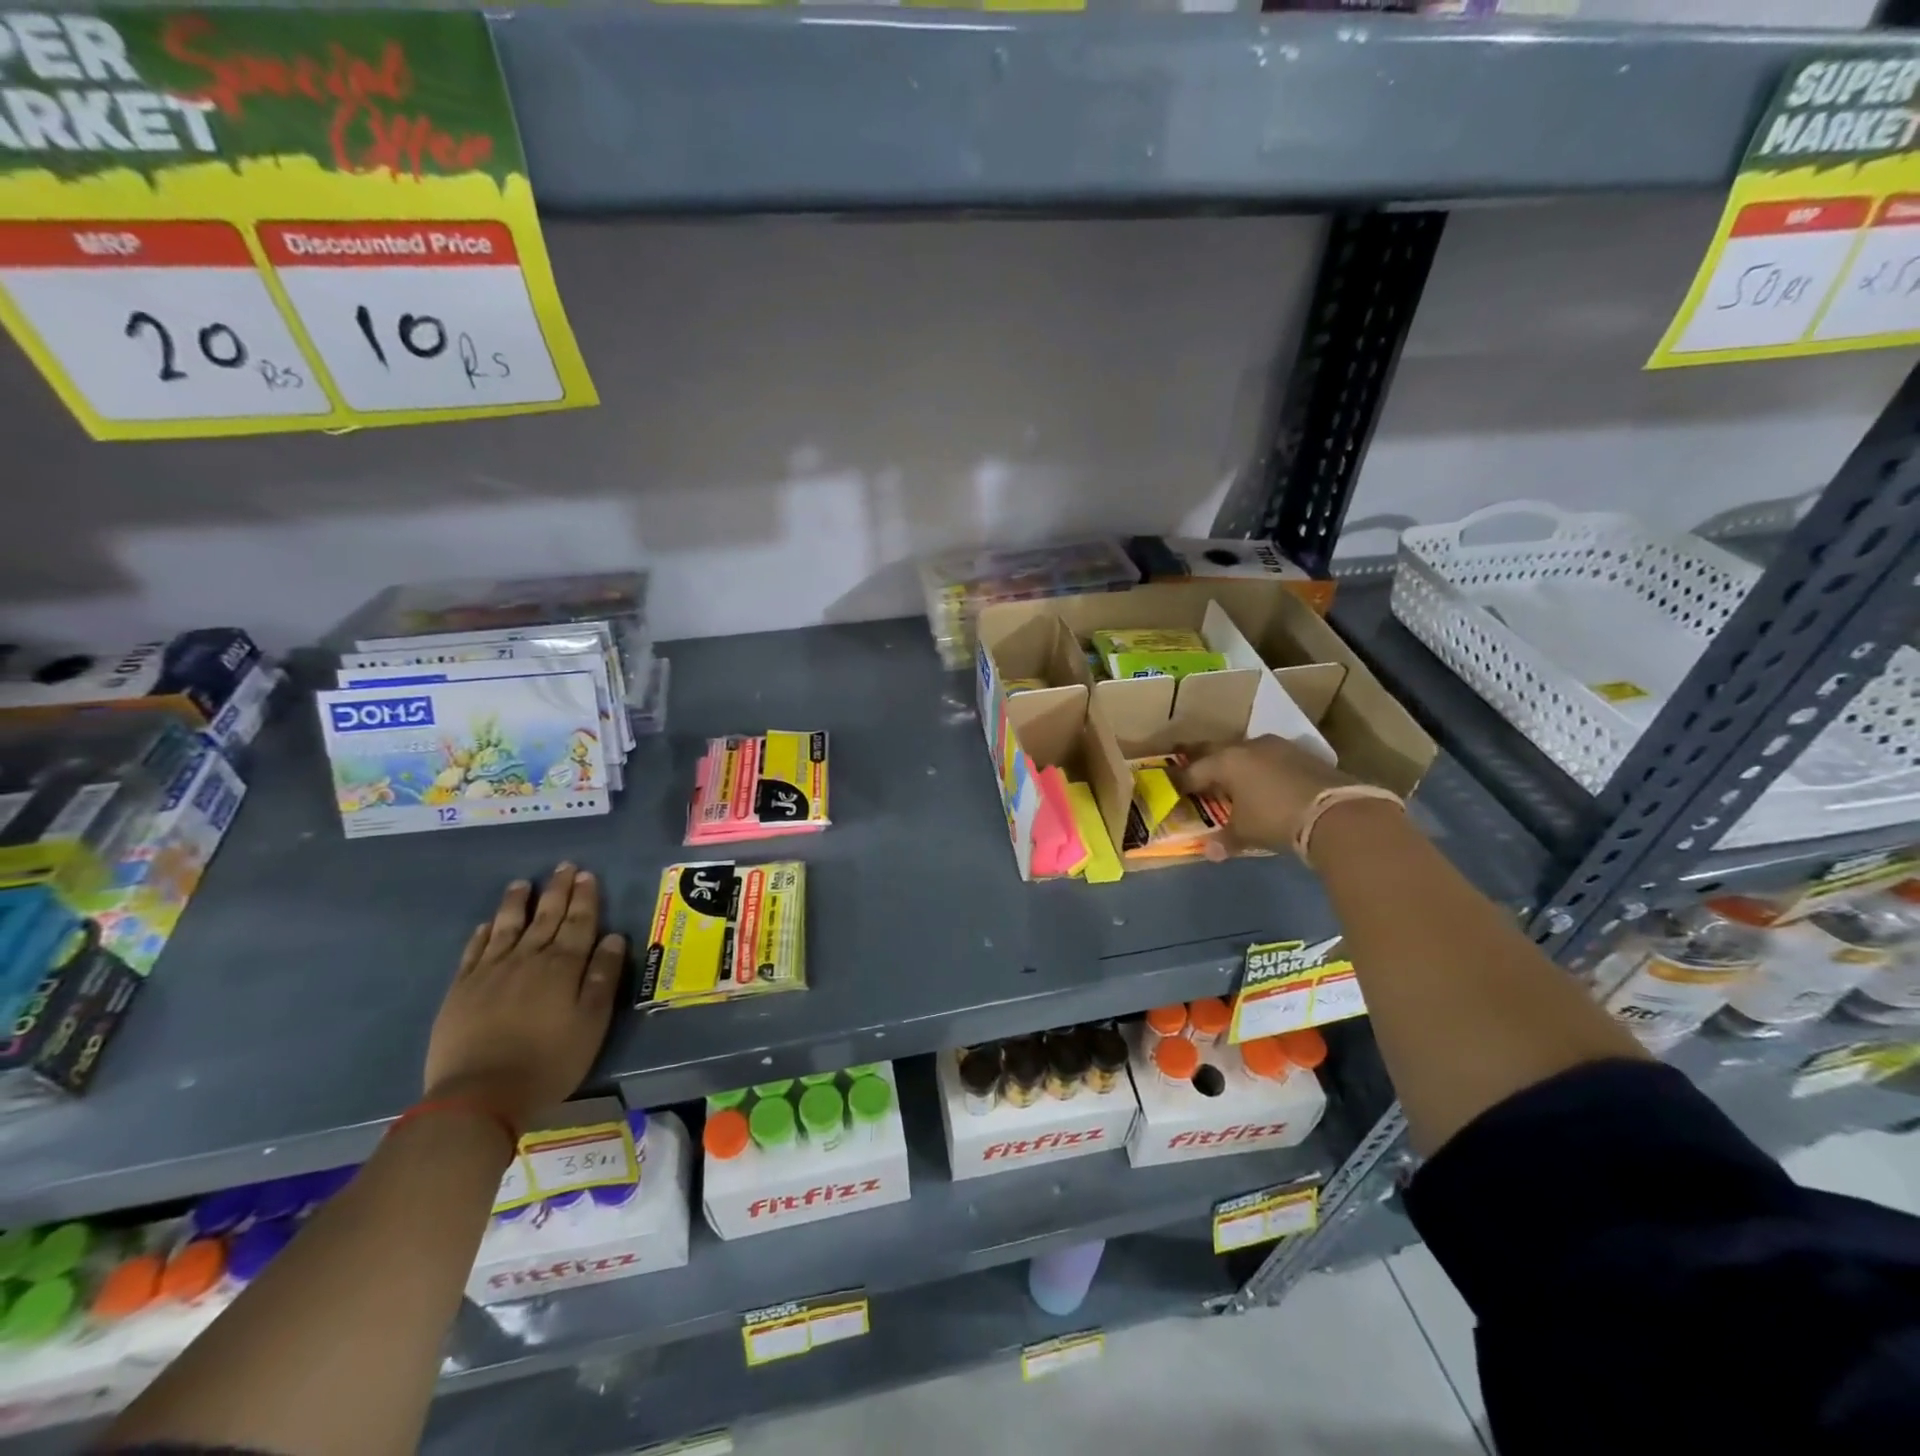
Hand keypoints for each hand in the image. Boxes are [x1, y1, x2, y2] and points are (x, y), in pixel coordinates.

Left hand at [422, 863, 624, 1129]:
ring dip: (518, 903)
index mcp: (563, 966)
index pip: (579, 923)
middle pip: (546, 917)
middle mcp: (528, 959)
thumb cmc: (549, 1061)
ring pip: (508, 927)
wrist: (478, 1095)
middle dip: (557, 891)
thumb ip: (603, 977)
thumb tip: (614, 937)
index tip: (587, 875)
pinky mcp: (461, 990)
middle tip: (563, 867)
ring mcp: (490, 972)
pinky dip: (484, 933)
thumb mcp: (591, 1022)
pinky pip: (475, 951)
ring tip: (523, 884)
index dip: (585, 898)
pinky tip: (488, 924)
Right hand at [1177, 736, 1355, 857]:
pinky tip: (1264, 785)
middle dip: (1204, 765)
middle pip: (1217, 753)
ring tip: (1230, 781)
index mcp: (1227, 761)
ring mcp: (1279, 747)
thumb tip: (1210, 851)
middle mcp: (1249, 746)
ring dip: (1236, 766)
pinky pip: (1271, 760)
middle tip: (1194, 777)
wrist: (1338, 812)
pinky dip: (1261, 770)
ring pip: (1246, 753)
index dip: (1181, 785)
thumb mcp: (1246, 832)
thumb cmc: (1277, 818)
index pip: (1194, 771)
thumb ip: (1225, 838)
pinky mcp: (1304, 755)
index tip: (1172, 794)